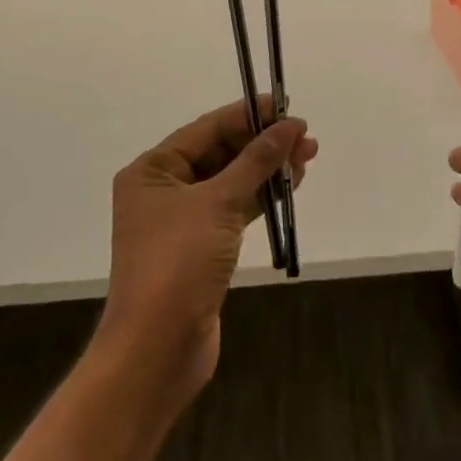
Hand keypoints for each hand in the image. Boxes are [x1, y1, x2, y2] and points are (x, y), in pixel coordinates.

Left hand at [100, 97, 316, 406]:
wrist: (156, 354)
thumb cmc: (178, 264)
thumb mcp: (219, 203)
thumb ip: (256, 161)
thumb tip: (290, 126)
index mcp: (153, 170)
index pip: (208, 128)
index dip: (249, 115)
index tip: (287, 106)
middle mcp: (164, 189)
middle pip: (221, 152)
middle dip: (263, 143)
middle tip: (305, 138)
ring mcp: (182, 221)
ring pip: (232, 181)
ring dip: (267, 169)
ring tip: (307, 158)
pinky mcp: (201, 248)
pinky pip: (235, 208)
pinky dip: (260, 197)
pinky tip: (289, 188)